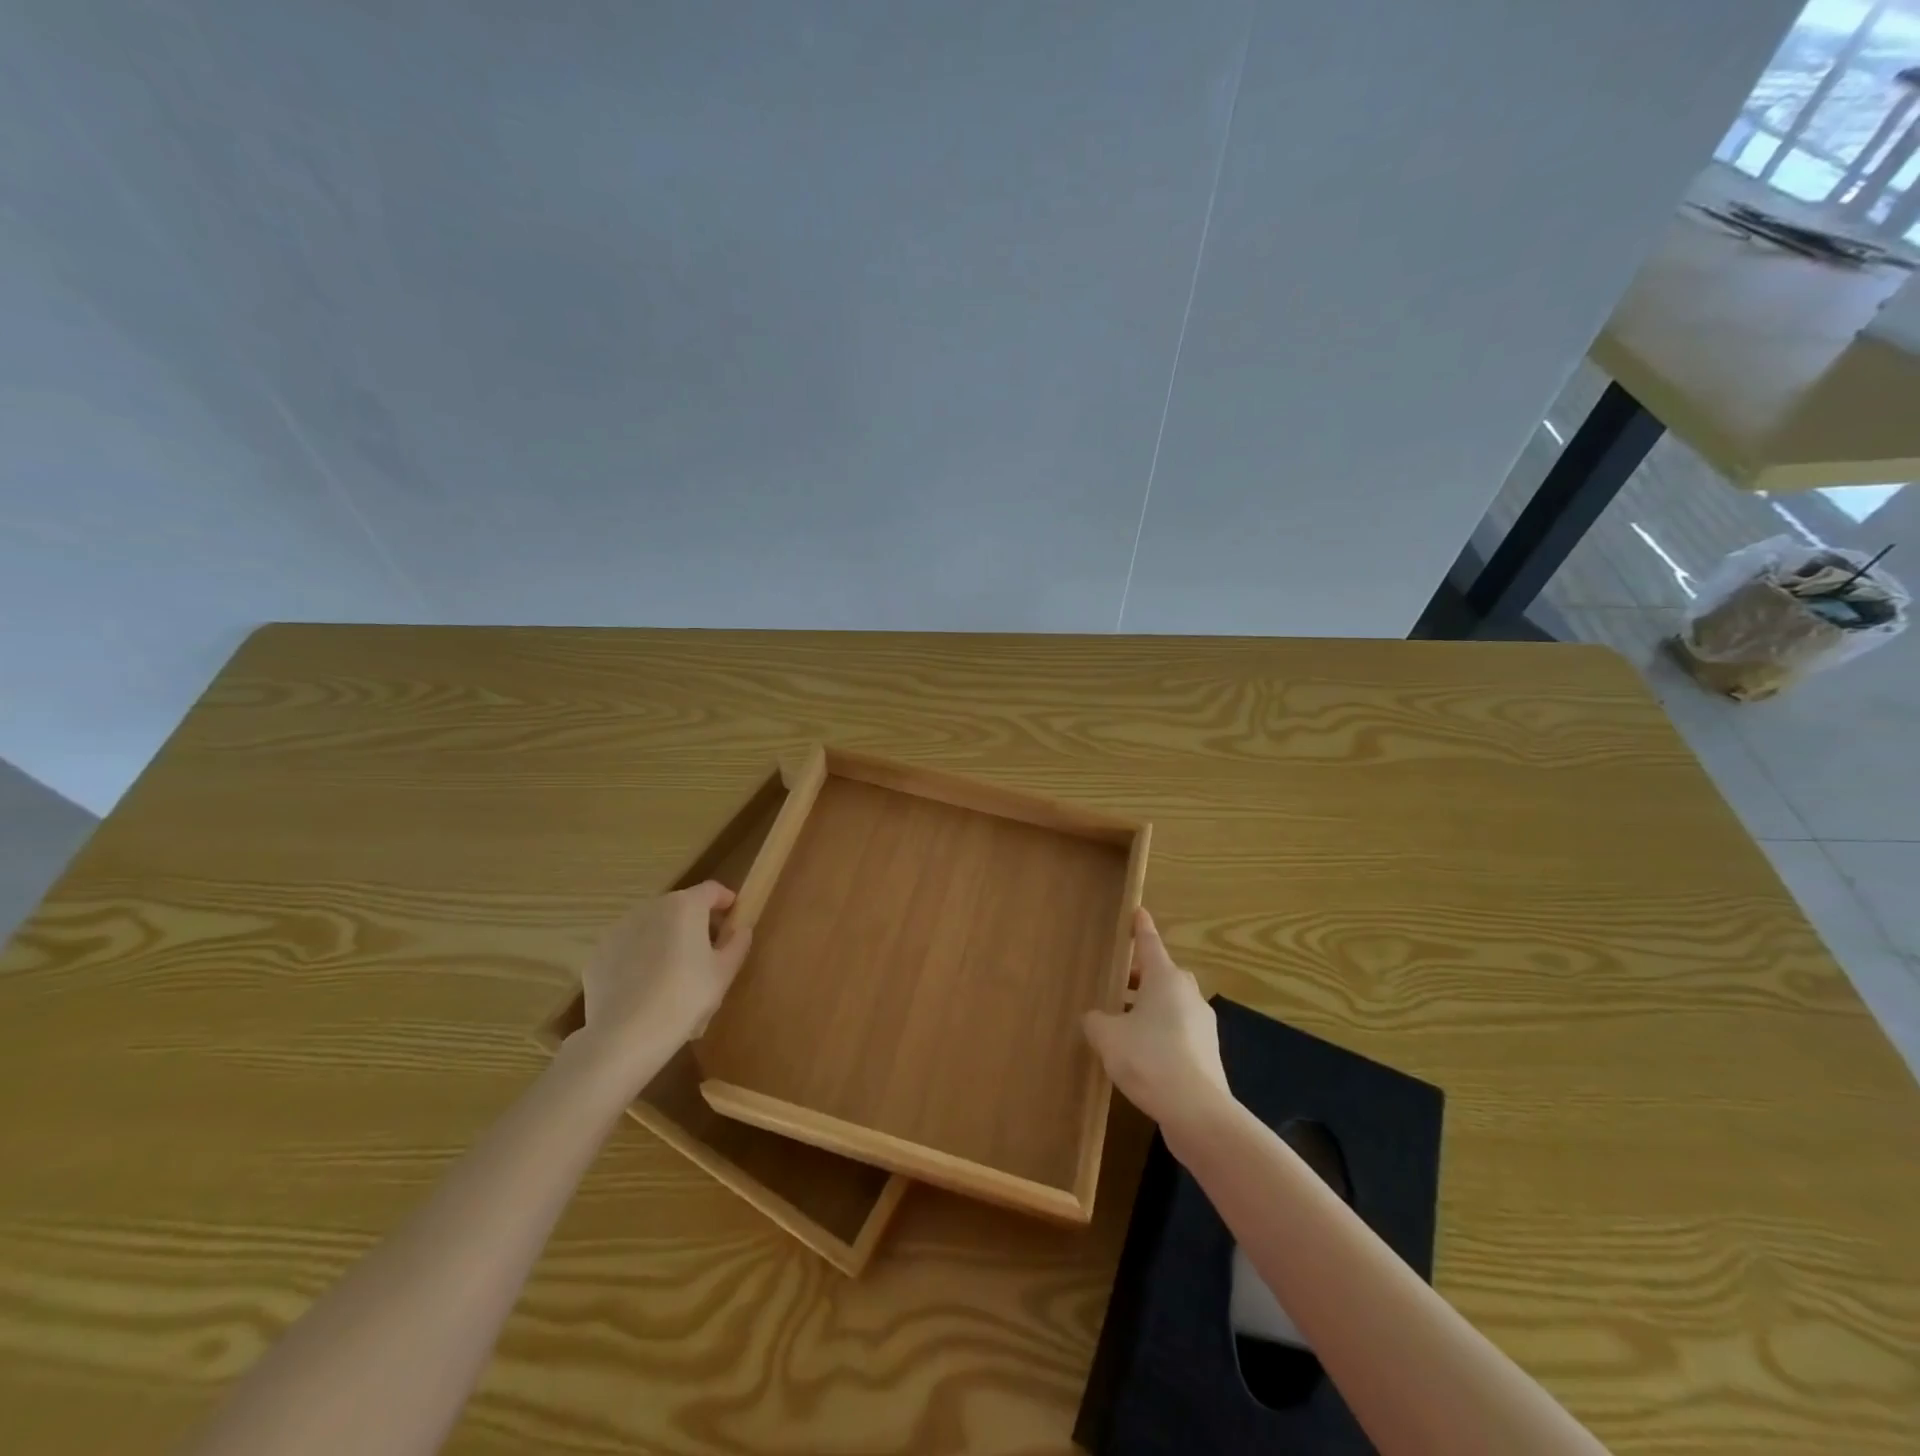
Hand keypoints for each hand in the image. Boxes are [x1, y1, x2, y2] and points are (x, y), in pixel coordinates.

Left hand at [577, 882, 753, 1081]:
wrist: (625, 1036)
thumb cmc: (685, 997)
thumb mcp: (724, 972)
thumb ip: (737, 943)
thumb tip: (740, 929)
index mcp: (685, 906)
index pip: (712, 890)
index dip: (726, 900)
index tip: (734, 918)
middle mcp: (650, 908)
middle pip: (680, 906)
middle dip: (695, 922)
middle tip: (706, 951)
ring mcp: (619, 929)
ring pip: (652, 926)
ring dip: (665, 938)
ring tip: (673, 973)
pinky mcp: (599, 953)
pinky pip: (628, 948)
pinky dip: (640, 958)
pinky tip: (645, 988)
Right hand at [1084, 908, 1232, 1142]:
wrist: (1197, 1112)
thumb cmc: (1149, 1059)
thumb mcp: (1108, 1036)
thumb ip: (1097, 1021)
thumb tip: (1097, 1018)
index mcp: (1165, 979)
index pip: (1150, 943)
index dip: (1140, 927)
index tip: (1138, 911)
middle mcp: (1188, 995)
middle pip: (1163, 974)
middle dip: (1141, 975)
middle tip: (1119, 979)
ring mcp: (1202, 1025)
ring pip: (1172, 1004)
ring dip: (1150, 1007)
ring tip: (1123, 1022)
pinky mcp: (1206, 1054)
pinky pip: (1178, 1031)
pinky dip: (1160, 1033)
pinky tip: (1141, 1054)